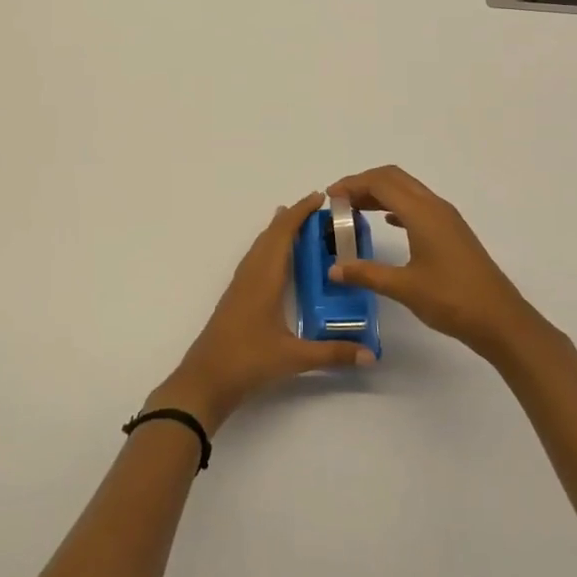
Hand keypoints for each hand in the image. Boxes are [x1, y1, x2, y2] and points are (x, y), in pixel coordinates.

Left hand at [146, 191, 374, 432]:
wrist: (205, 379)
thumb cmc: (247, 361)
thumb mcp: (294, 357)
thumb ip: (333, 354)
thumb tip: (371, 355)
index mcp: (264, 277)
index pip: (283, 234)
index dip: (300, 213)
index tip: (319, 197)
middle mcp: (251, 273)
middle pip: (270, 234)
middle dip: (292, 217)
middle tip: (318, 210)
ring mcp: (240, 284)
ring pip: (260, 246)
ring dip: (278, 231)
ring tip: (298, 225)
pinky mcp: (236, 296)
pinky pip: (255, 259)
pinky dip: (269, 247)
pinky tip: (277, 260)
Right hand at [325, 166, 539, 359]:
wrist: (500, 320)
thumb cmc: (452, 300)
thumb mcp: (404, 288)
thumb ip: (366, 274)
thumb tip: (333, 269)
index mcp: (421, 213)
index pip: (381, 183)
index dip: (352, 184)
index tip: (330, 197)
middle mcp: (434, 206)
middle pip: (394, 178)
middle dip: (364, 183)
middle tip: (339, 200)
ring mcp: (446, 218)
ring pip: (407, 190)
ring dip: (380, 193)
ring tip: (355, 210)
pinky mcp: (451, 231)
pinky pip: (417, 205)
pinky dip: (396, 206)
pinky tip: (386, 223)